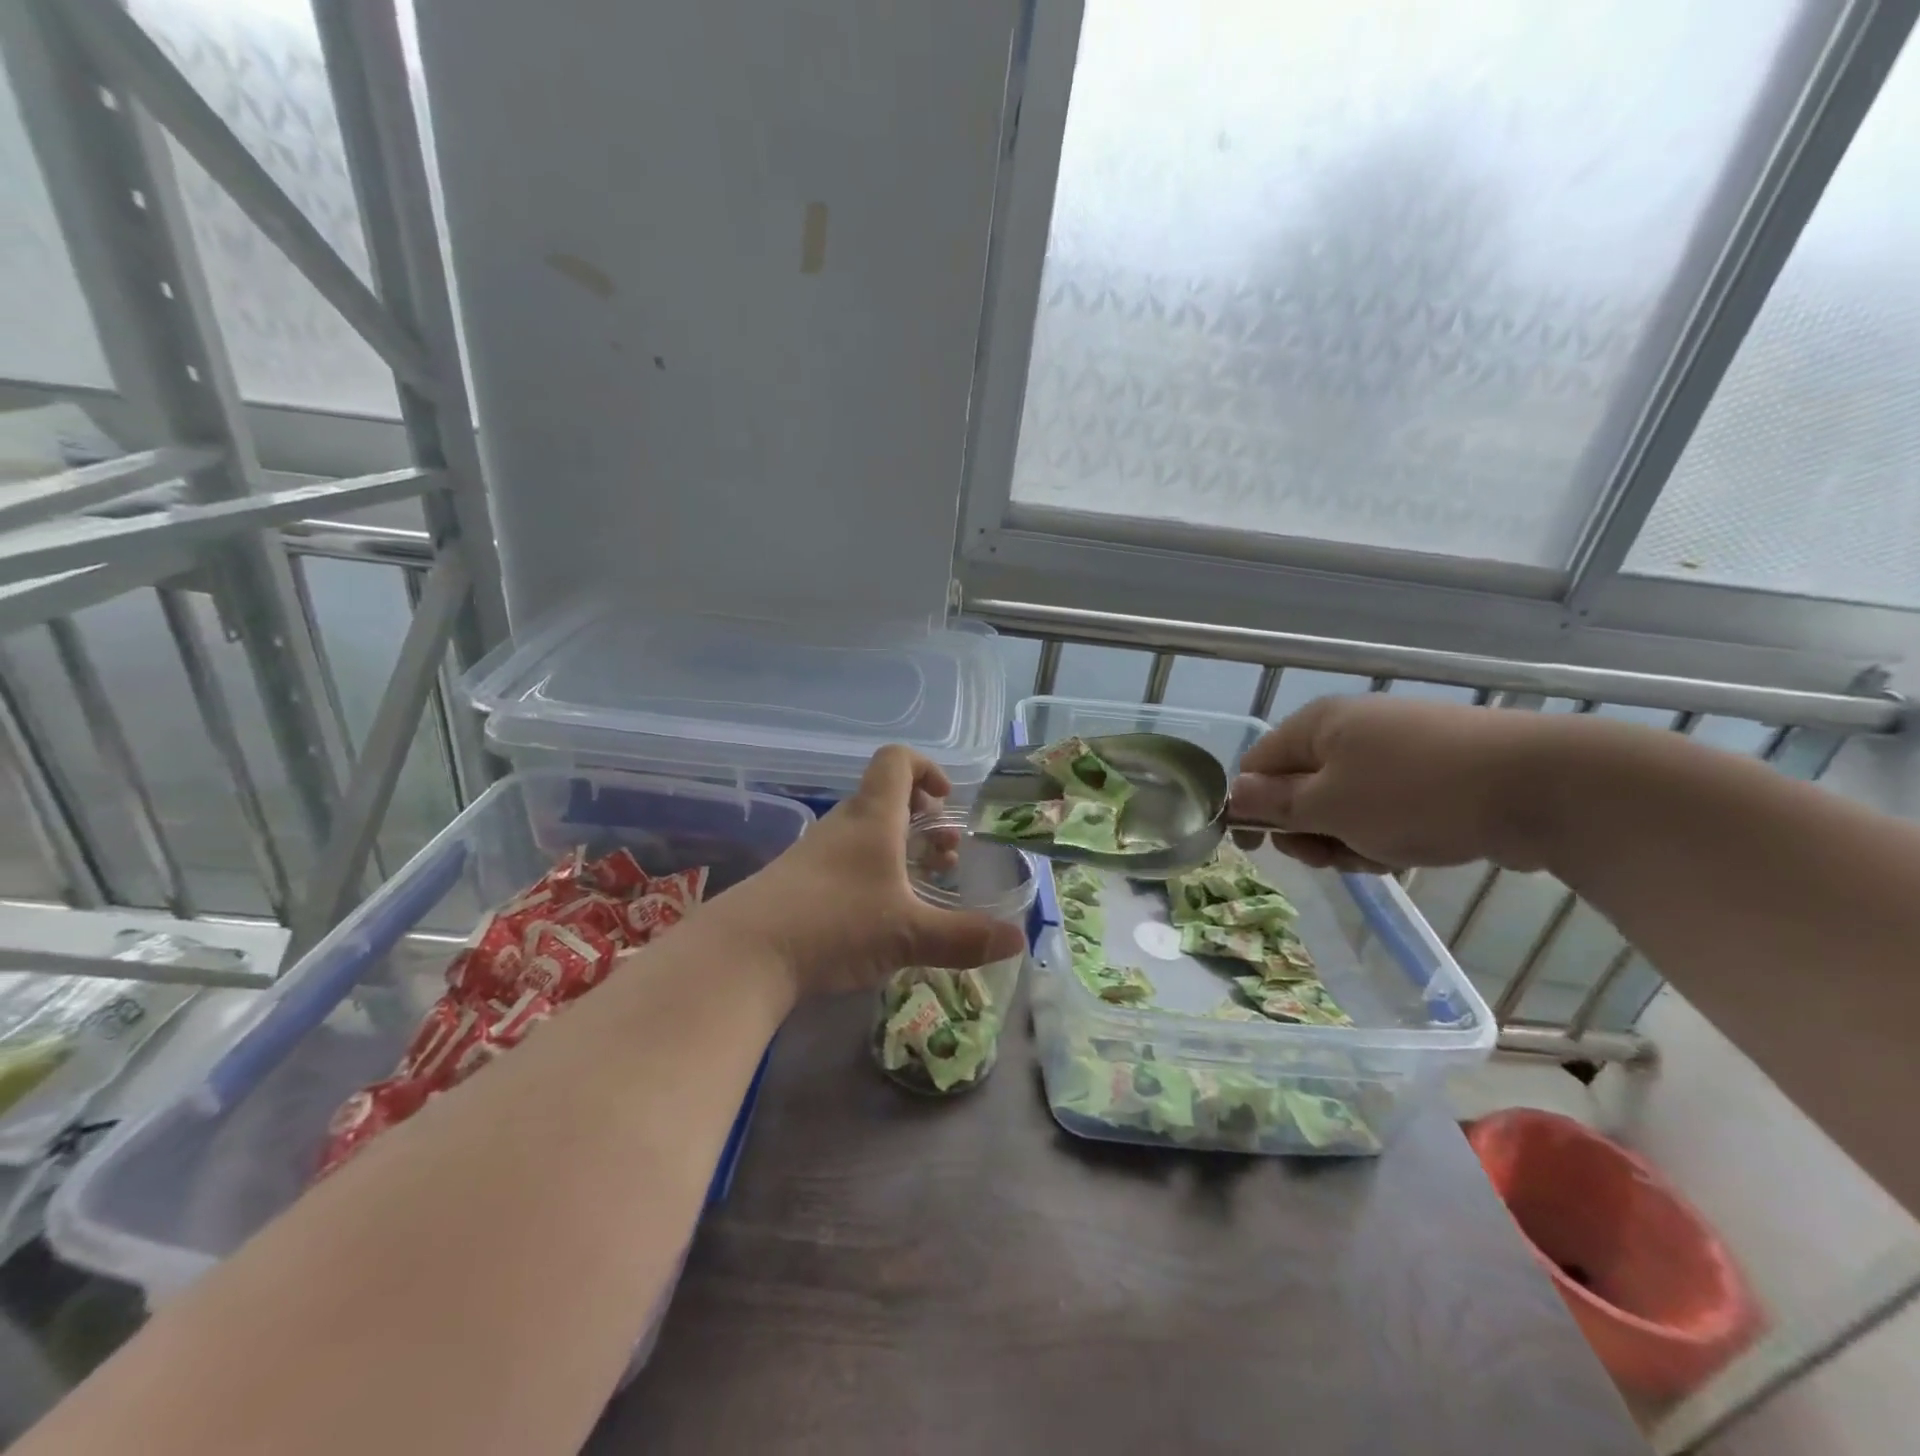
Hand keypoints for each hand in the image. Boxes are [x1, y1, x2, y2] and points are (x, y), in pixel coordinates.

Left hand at [708, 746, 1027, 997]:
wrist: (744, 954)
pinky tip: (880, 915)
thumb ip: (965, 937)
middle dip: (922, 819)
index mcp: (873, 817)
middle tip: (946, 854)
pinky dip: (872, 872)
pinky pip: (845, 860)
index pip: (897, 760)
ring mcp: (816, 853)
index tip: (947, 802)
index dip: (927, 769)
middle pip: (885, 797)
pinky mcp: (798, 881)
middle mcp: (844, 825)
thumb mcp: (909, 934)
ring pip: (866, 832)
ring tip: (921, 885)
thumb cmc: (835, 924)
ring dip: (898, 848)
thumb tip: (1018, 939)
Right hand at [1228, 696, 1550, 872]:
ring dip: (1348, 839)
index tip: (1259, 851)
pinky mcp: (1430, 773)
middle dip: (1308, 831)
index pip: (1257, 766)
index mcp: (1316, 726)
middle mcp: (1349, 730)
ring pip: (1342, 805)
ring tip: (1380, 855)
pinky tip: (1410, 850)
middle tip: (1331, 856)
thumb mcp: (1329, 806)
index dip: (1250, 808)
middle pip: (1299, 789)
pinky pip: (1383, 808)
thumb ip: (1274, 804)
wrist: (1541, 787)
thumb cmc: (1415, 794)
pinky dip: (1385, 834)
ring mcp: (1394, 750)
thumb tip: (1234, 795)